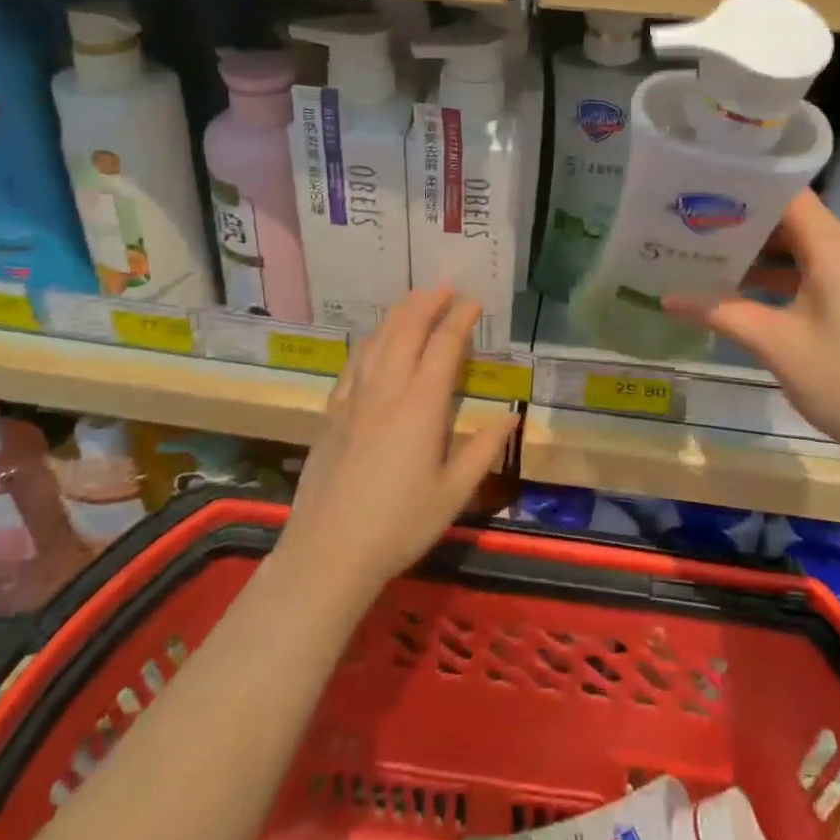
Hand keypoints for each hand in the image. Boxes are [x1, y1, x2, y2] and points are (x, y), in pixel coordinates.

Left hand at [281, 287, 517, 595]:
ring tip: (414, 300)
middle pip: (407, 330)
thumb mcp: (454, 493)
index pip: (444, 346)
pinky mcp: (332, 412)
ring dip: (398, 314)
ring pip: (378, 340)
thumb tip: (512, 416)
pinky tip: (373, 340)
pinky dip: (370, 341)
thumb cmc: (399, 525)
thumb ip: (484, 449)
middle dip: (428, 303)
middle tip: (445, 287)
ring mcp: (355, 398)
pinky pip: (353, 363)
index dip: (460, 318)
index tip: (474, 301)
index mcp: (422, 406)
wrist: (328, 552)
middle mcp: (388, 390)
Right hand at [665, 191, 839, 458]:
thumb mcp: (775, 344)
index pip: (788, 195)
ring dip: (763, 253)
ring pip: (805, 247)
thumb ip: (721, 313)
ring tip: (711, 256)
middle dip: (745, 223)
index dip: (745, 189)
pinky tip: (748, 292)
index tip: (702, 192)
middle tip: (696, 225)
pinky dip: (785, 275)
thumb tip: (666, 299)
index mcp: (835, 249)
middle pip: (794, 219)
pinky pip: (819, 270)